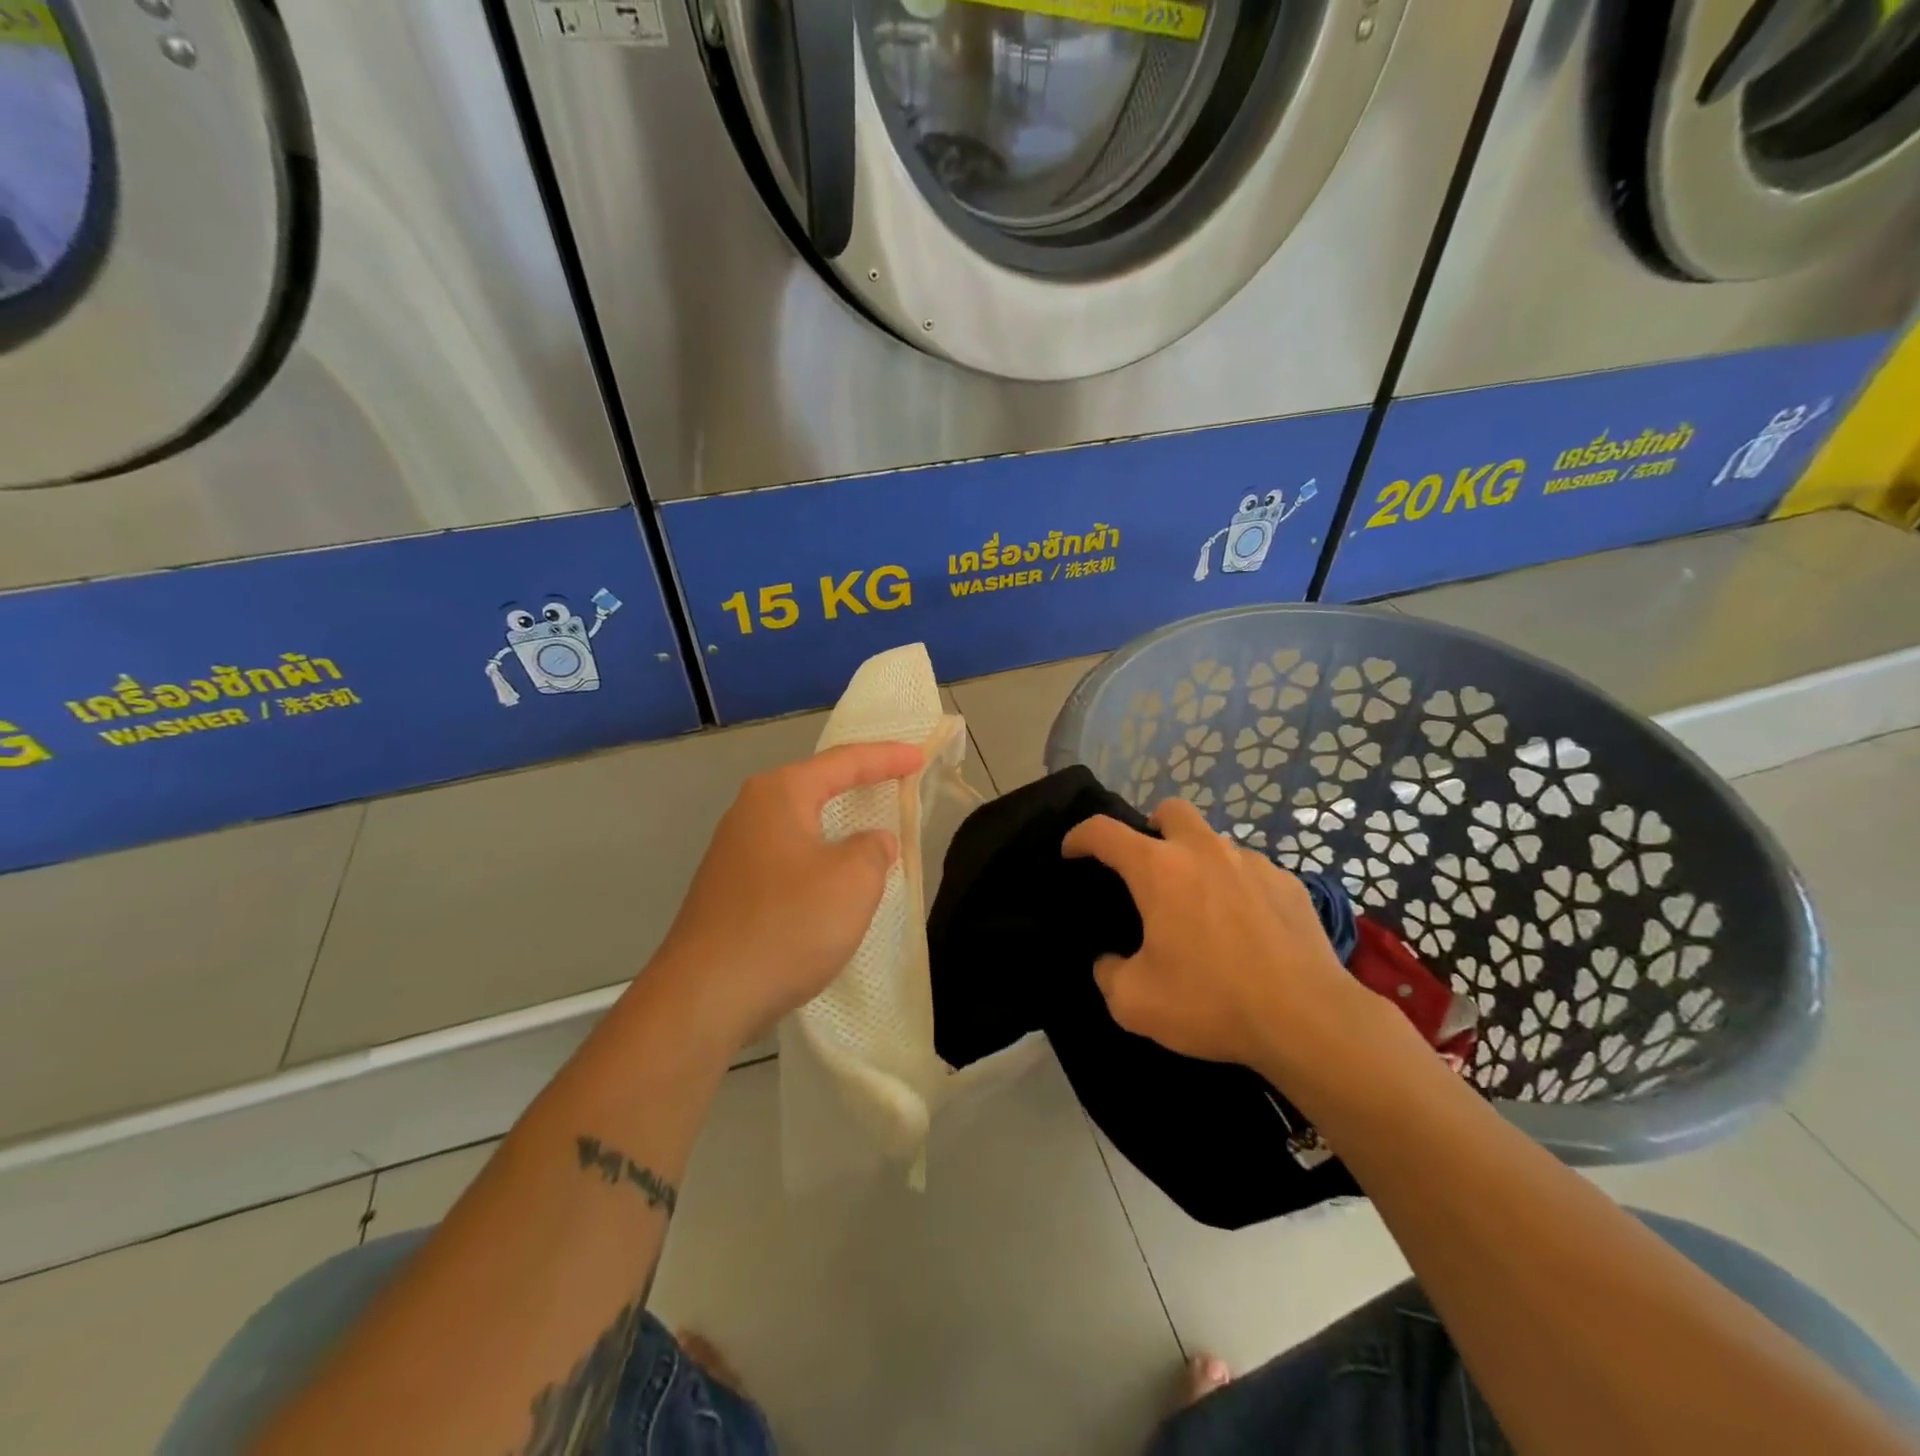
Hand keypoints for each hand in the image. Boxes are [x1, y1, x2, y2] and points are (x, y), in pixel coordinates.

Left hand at [640, 741, 924, 1055]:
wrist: (705, 997)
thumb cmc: (787, 925)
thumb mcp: (852, 881)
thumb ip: (873, 849)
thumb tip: (870, 843)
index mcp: (780, 794)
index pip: (844, 762)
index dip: (886, 757)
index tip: (919, 756)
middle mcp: (750, 811)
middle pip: (816, 785)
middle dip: (858, 781)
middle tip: (896, 779)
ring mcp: (734, 851)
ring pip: (801, 823)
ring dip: (837, 822)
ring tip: (870, 823)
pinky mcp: (730, 889)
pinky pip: (788, 855)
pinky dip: (819, 854)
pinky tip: (833, 877)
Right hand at [1062, 797, 1379, 1076]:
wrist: (1308, 1020)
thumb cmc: (1212, 1002)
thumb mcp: (1135, 1002)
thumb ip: (1108, 974)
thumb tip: (1110, 961)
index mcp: (1159, 870)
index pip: (1104, 832)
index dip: (1080, 836)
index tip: (1071, 851)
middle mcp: (1204, 852)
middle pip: (1170, 810)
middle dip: (1151, 827)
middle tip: (1148, 868)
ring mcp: (1252, 863)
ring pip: (1214, 841)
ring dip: (1198, 861)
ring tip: (1201, 907)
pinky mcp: (1289, 884)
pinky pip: (1251, 871)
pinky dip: (1237, 887)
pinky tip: (1245, 928)